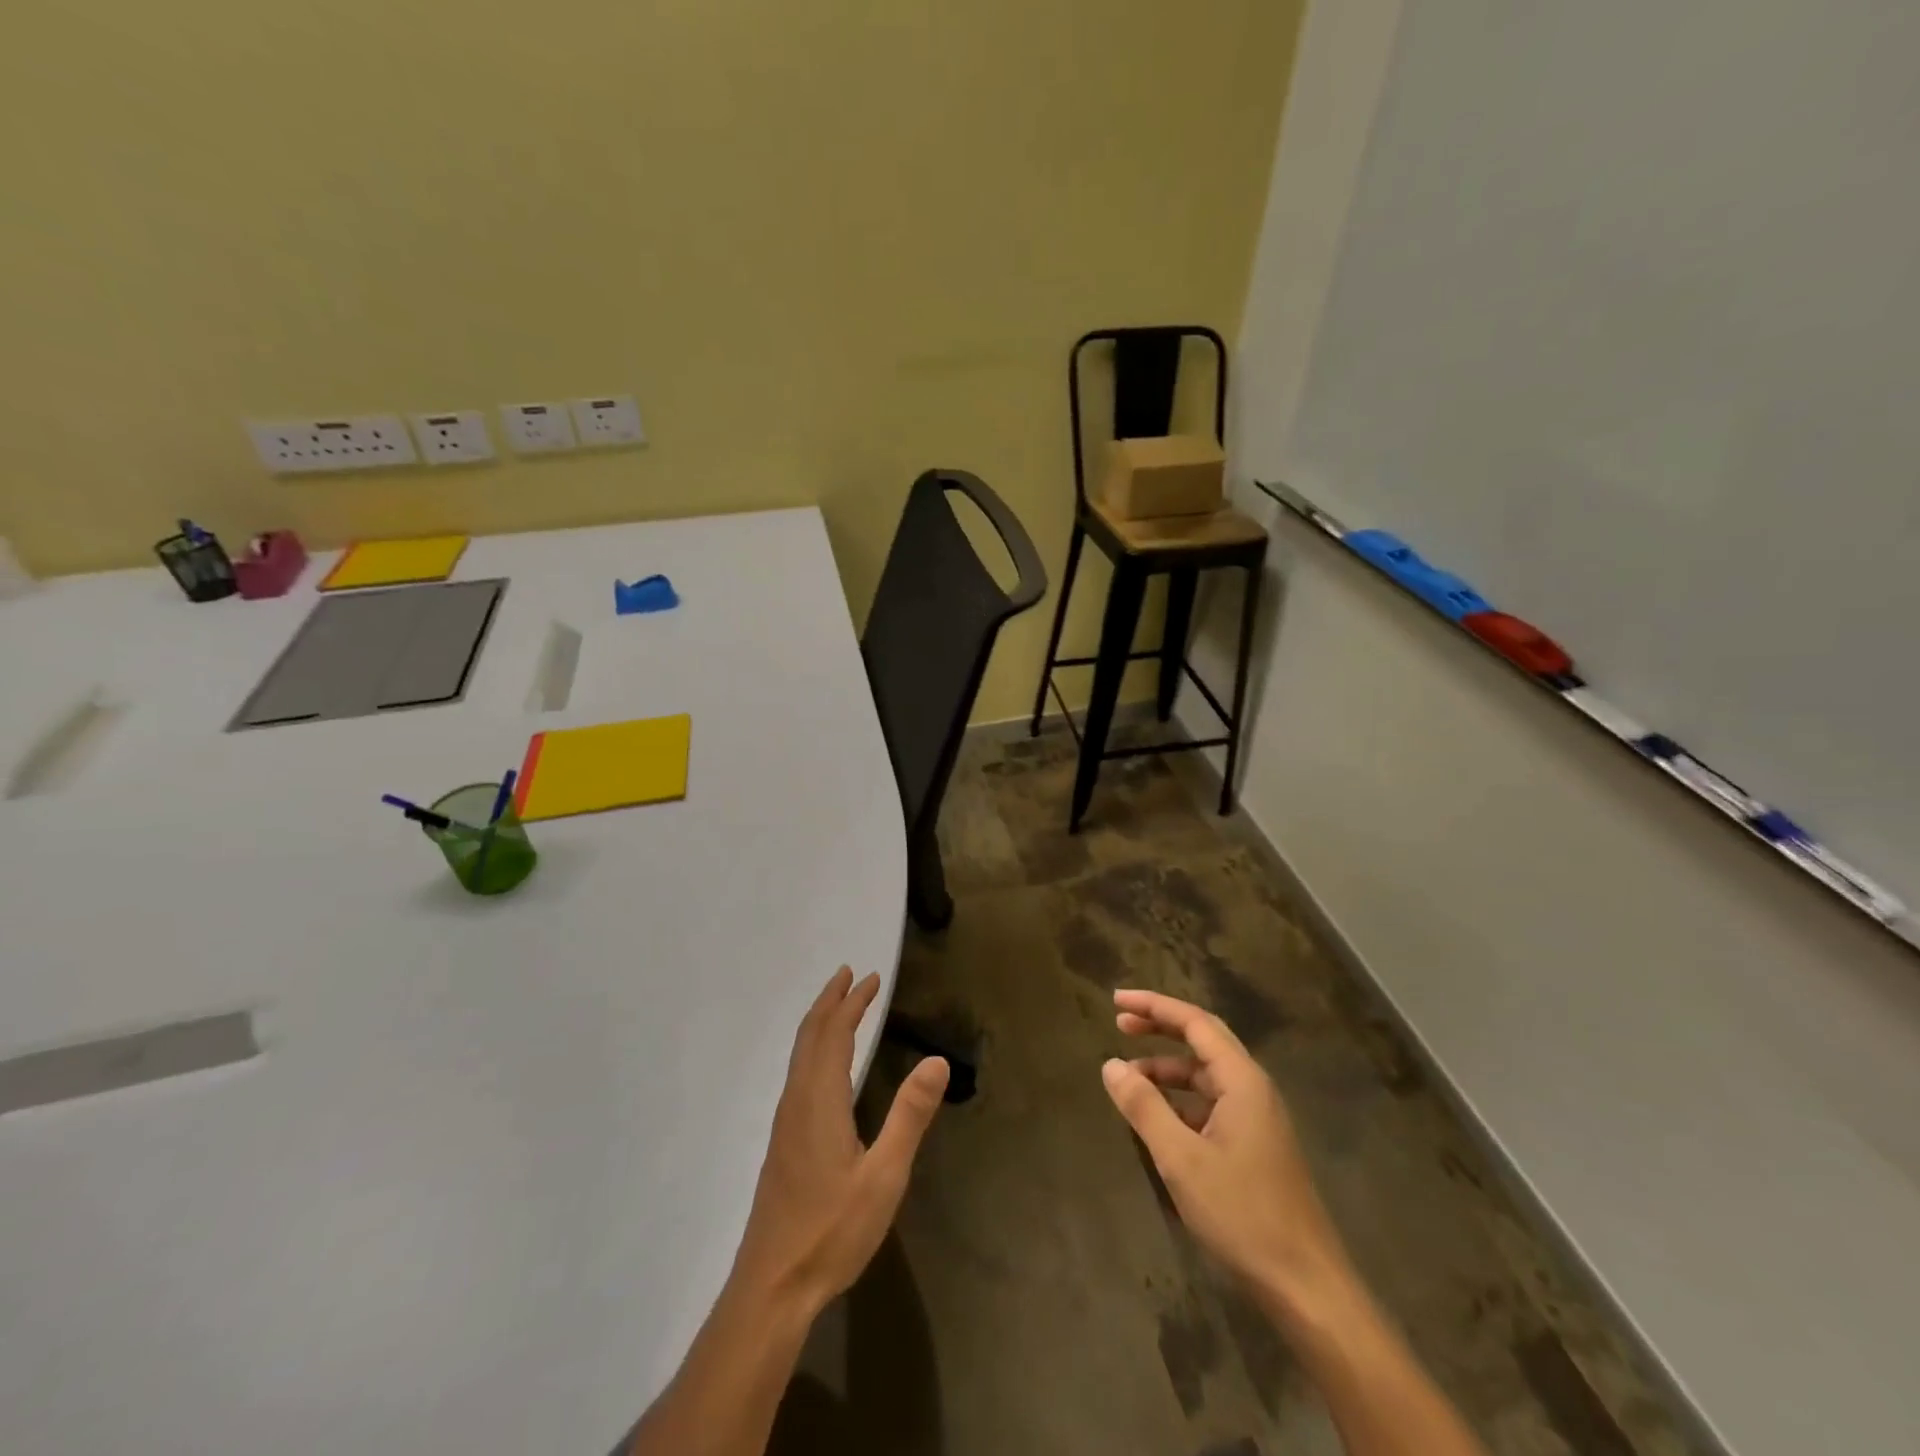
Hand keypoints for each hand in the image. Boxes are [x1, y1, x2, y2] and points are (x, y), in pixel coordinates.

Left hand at [732, 967, 948, 1316]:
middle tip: (850, 975)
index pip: (835, 1034)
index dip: (853, 1003)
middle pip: (810, 1036)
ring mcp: (785, 1122)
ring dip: (820, 1022)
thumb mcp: (884, 1176)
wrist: (771, 1287)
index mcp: (819, 1099)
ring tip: (838, 1007)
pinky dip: (814, 1048)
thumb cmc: (831, 1231)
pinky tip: (823, 1066)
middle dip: (830, 1001)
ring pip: (800, 1054)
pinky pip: (798, 1073)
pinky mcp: (783, 1142)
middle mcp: (797, 1100)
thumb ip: (909, 1115)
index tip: (870, 978)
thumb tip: (936, 1060)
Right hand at [1101, 988, 1353, 1321]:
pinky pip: (1211, 1104)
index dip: (1154, 1006)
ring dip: (1167, 1068)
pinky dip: (1180, 1099)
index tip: (1116, 1001)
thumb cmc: (1242, 1214)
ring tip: (1128, 1077)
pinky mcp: (1255, 1145)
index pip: (1195, 1022)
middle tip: (1119, 1023)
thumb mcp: (1181, 1158)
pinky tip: (1157, 1118)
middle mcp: (1253, 1089)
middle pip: (1203, 1040)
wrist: (1306, 1287)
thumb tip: (1110, 1064)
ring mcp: (1257, 1118)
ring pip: (1206, 1075)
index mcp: (1242, 1080)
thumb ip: (1144, 1106)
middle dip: (1161, 1028)